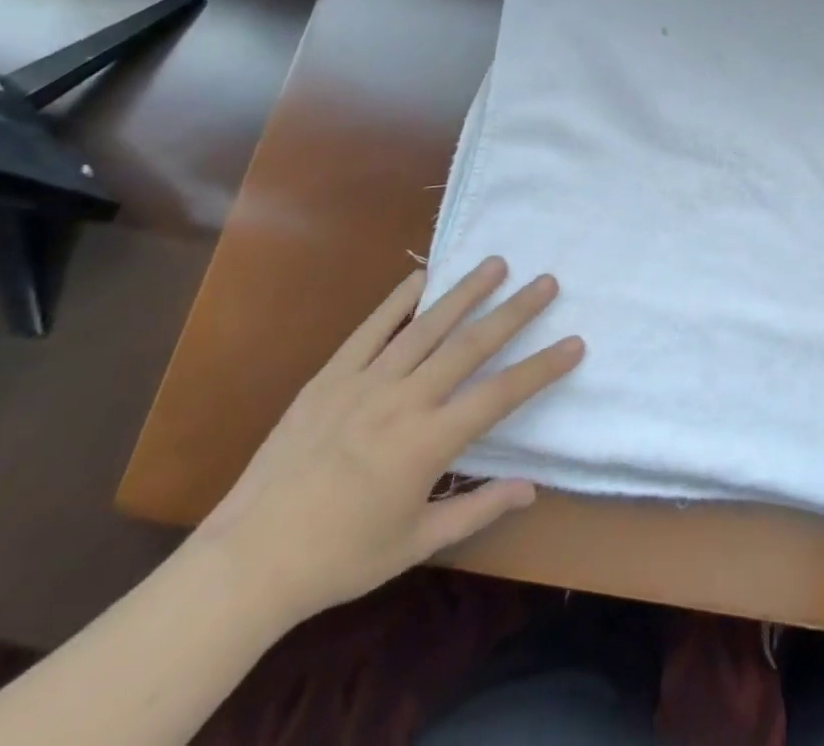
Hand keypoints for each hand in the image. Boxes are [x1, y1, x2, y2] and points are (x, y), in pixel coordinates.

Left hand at [195, 256, 582, 626]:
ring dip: (466, 292)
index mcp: (428, 443)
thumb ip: (477, 508)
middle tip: (546, 281)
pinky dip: (400, 299)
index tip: (575, 343)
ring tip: (496, 263)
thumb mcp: (416, 542)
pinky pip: (372, 328)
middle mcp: (404, 401)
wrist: (248, 560)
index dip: (542, 368)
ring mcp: (365, 382)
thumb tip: (532, 489)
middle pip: (471, 345)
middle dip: (514, 311)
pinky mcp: (331, 376)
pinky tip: (423, 276)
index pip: (501, 394)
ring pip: (427, 326)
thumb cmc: (340, 557)